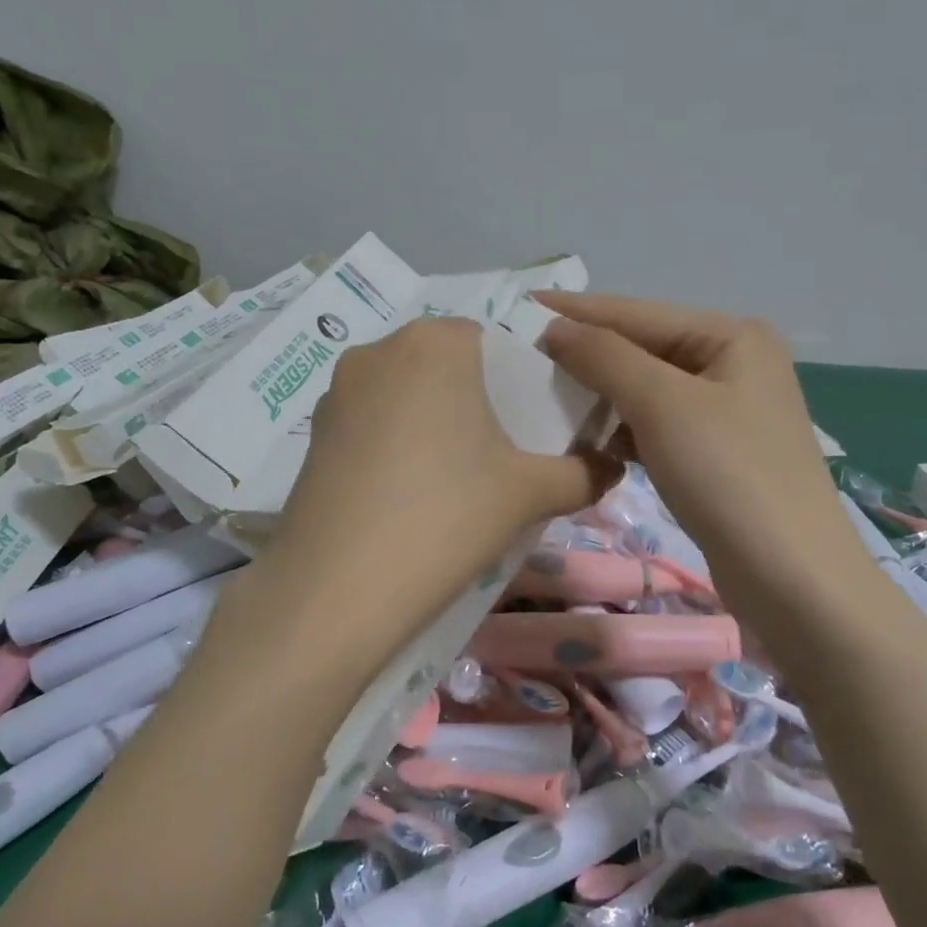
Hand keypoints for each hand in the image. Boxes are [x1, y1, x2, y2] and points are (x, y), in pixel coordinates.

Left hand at [258, 317, 616, 654]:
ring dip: (428, 419)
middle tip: (494, 453)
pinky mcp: (312, 431)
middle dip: (472, 399)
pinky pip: (368, 421)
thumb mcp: (529, 493)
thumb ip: (583, 473)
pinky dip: (390, 442)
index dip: (514, 378)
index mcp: (437, 342)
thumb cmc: (447, 516)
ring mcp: (336, 389)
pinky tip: (401, 491)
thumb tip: (615, 468)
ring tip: (448, 476)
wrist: (337, 586)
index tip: (528, 424)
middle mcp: (380, 349)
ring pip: (402, 391)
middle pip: (443, 364)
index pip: (490, 339)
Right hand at [536, 292, 860, 605]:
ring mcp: (728, 411)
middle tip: (526, 358)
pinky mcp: (718, 453)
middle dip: (588, 356)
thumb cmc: (727, 475)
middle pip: (644, 349)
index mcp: (732, 336)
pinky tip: (592, 443)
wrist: (791, 578)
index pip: (638, 313)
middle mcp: (734, 364)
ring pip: (647, 391)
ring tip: (548, 399)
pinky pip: (657, 426)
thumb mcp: (662, 404)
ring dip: (602, 397)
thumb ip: (605, 357)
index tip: (520, 308)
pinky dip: (624, 431)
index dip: (577, 311)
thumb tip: (555, 328)